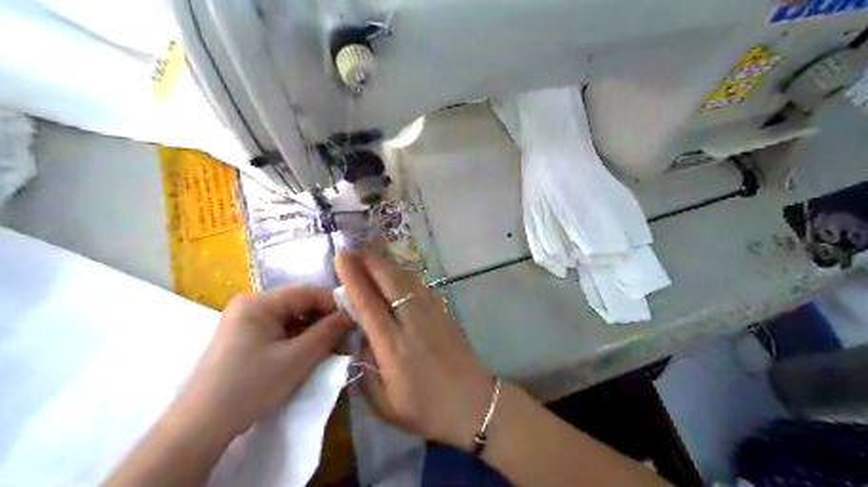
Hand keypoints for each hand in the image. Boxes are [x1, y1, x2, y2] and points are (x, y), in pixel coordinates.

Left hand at [173, 288, 351, 438]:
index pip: (307, 293)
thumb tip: (351, 315)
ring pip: (289, 319)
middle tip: (346, 337)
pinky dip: (296, 340)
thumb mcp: (297, 359)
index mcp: (259, 302)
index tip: (357, 319)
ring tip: (331, 348)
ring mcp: (242, 321)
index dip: (335, 304)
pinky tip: (308, 353)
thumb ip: (328, 333)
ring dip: (311, 331)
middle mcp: (249, 304)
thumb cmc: (251, 386)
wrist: (200, 425)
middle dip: (323, 320)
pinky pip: (277, 331)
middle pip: (298, 304)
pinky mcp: (241, 338)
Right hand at [335, 249, 494, 450]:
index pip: (369, 305)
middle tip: (352, 249)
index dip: (354, 279)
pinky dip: (406, 274)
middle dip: (370, 262)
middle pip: (390, 283)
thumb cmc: (428, 410)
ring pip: (408, 280)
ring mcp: (432, 315)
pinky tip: (398, 273)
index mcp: (394, 348)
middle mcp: (413, 325)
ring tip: (370, 255)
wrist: (475, 404)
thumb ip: (366, 373)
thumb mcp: (386, 405)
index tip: (342, 259)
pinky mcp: (445, 314)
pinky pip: (422, 287)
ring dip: (387, 264)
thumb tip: (359, 342)